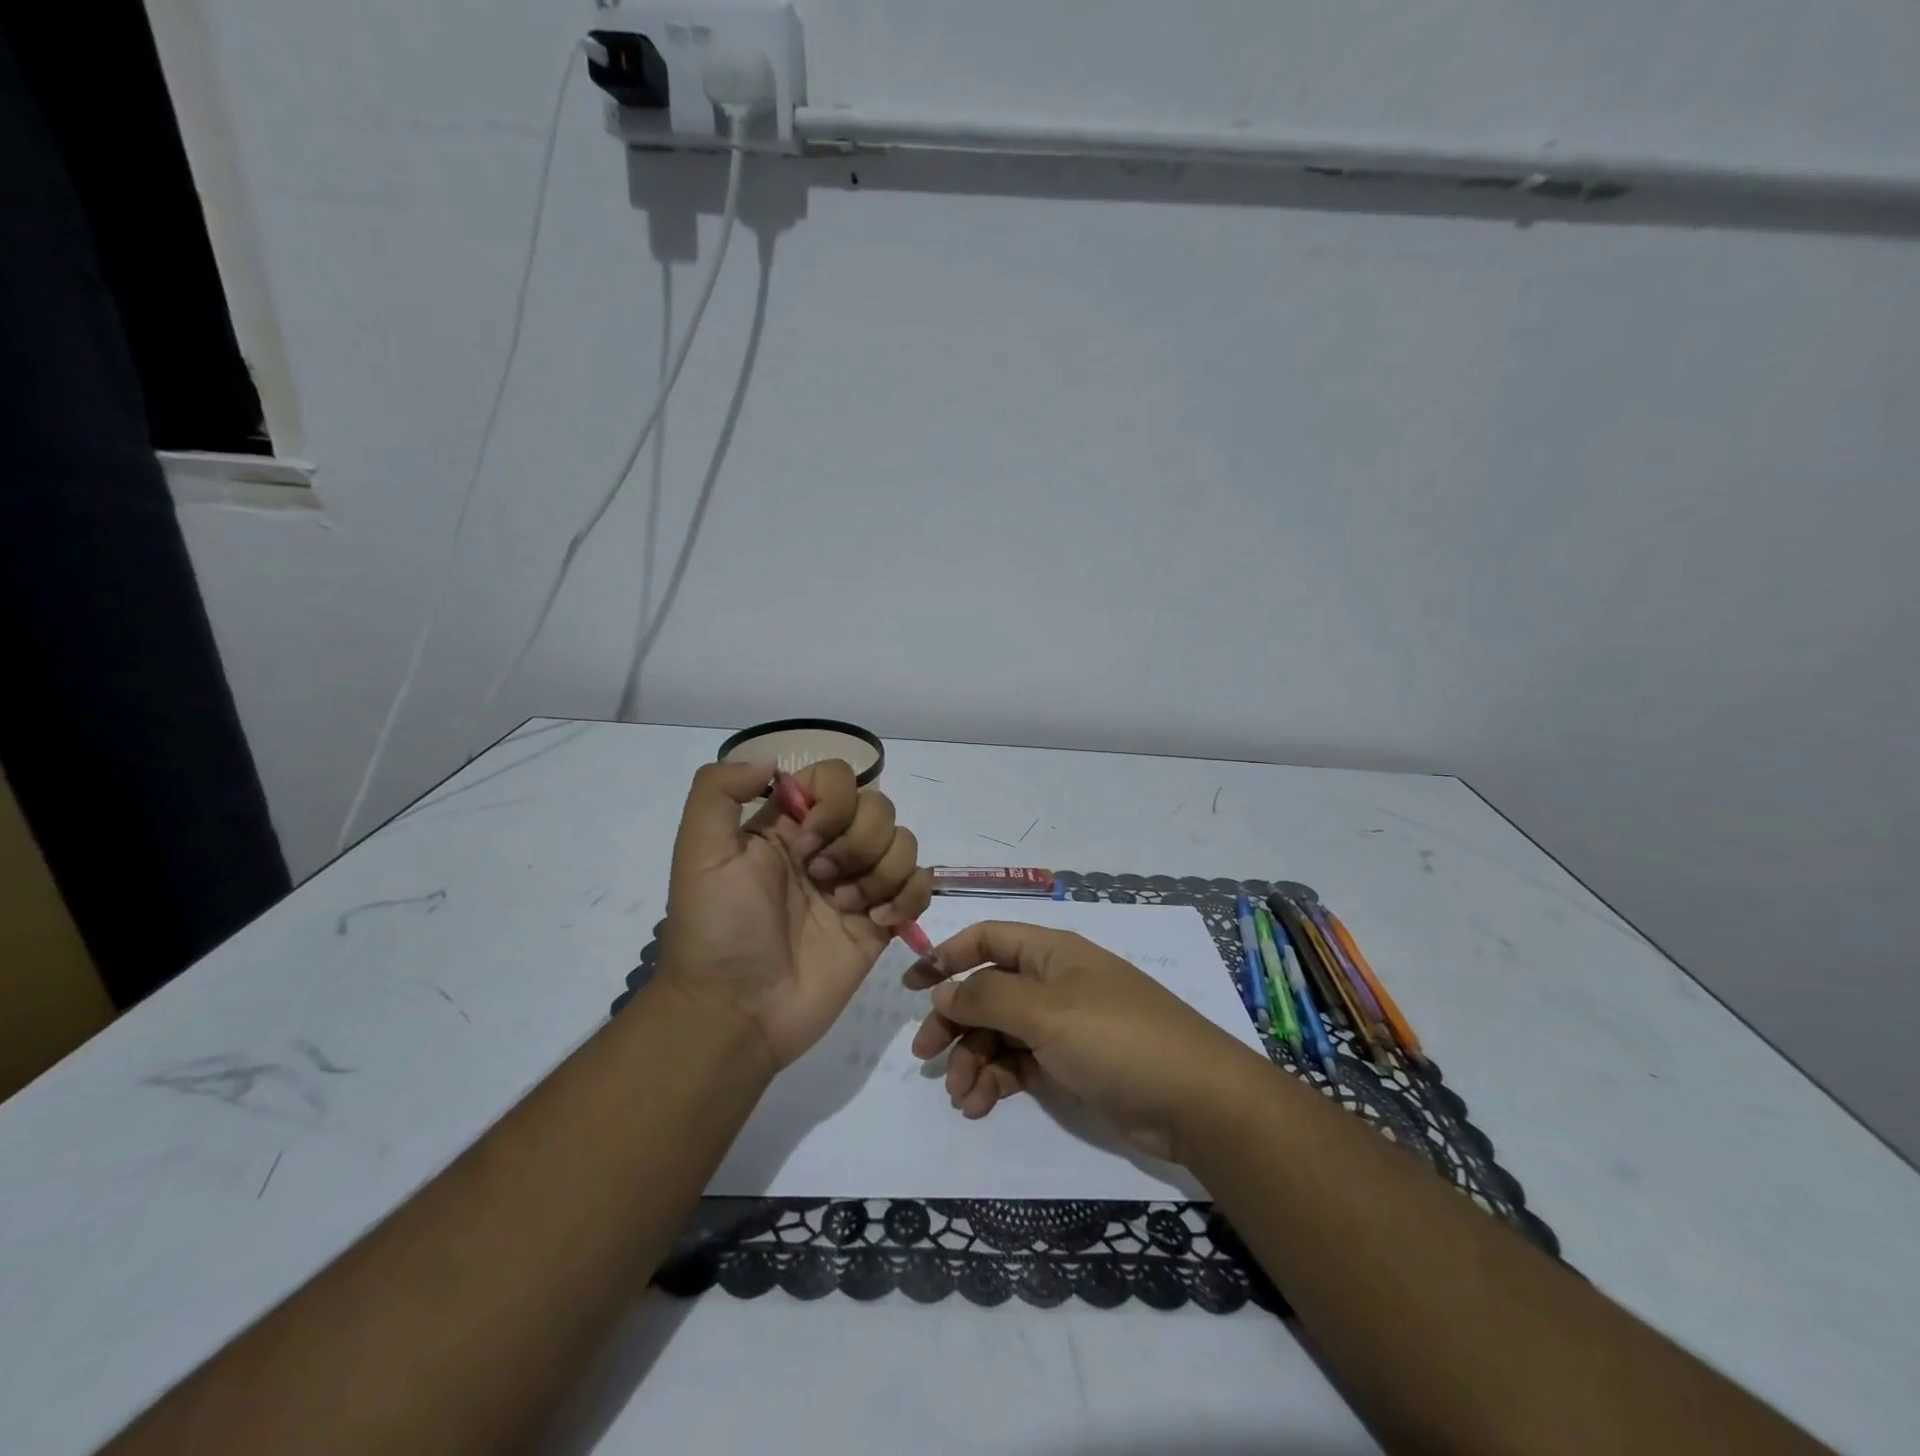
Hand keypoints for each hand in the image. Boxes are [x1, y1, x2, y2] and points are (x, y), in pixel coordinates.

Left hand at [658, 759, 932, 1072]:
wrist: (737, 1012)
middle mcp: (828, 846)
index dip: (833, 802)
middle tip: (820, 879)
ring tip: (845, 908)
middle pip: (878, 807)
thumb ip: (719, 791)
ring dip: (880, 873)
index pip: (837, 778)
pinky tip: (877, 923)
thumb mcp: (698, 853)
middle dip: (857, 842)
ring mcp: (858, 884)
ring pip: (905, 842)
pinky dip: (908, 898)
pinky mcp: (881, 922)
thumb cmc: (717, 931)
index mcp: (789, 825)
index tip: (805, 841)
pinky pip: (921, 885)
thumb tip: (772, 761)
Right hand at [908, 922, 1268, 1162]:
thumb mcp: (1046, 1011)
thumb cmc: (1116, 1037)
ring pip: (999, 1034)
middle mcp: (1052, 984)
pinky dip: (995, 1082)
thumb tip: (943, 989)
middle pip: (987, 992)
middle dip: (954, 1020)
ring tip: (961, 1095)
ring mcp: (1061, 1027)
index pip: (988, 939)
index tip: (911, 984)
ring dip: (973, 1059)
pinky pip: (1018, 1065)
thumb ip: (988, 998)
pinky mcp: (1068, 1066)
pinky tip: (980, 1105)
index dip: (947, 955)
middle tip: (925, 1057)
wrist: (1194, 1100)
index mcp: (1050, 953)